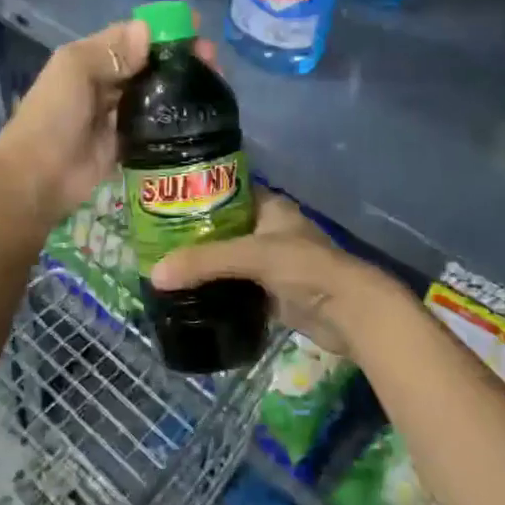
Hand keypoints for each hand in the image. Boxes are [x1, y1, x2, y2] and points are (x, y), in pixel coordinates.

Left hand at [0, 15, 218, 228]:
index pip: (132, 36)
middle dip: (179, 57)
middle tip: (213, 60)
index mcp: (90, 58)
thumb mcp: (75, 70)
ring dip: (182, 85)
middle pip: (149, 63)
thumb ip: (111, 51)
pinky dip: (175, 117)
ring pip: (156, 93)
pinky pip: (155, 125)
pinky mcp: (128, 142)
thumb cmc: (54, 115)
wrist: (38, 177)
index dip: (163, 29)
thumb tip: (148, 31)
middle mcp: (106, 82)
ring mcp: (117, 114)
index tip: (196, 28)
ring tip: (215, 82)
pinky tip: (201, 114)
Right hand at [149, 191, 411, 358]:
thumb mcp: (252, 256)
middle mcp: (270, 231)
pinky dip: (217, 290)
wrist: (350, 313)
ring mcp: (272, 263)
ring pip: (229, 259)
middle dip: (194, 234)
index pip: (226, 191)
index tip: (163, 201)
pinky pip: (237, 287)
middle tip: (154, 239)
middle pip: (224, 228)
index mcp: (270, 208)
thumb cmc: (305, 268)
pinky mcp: (273, 293)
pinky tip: (188, 294)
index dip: (197, 194)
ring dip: (204, 265)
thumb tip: (155, 274)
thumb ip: (205, 262)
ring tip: (164, 266)